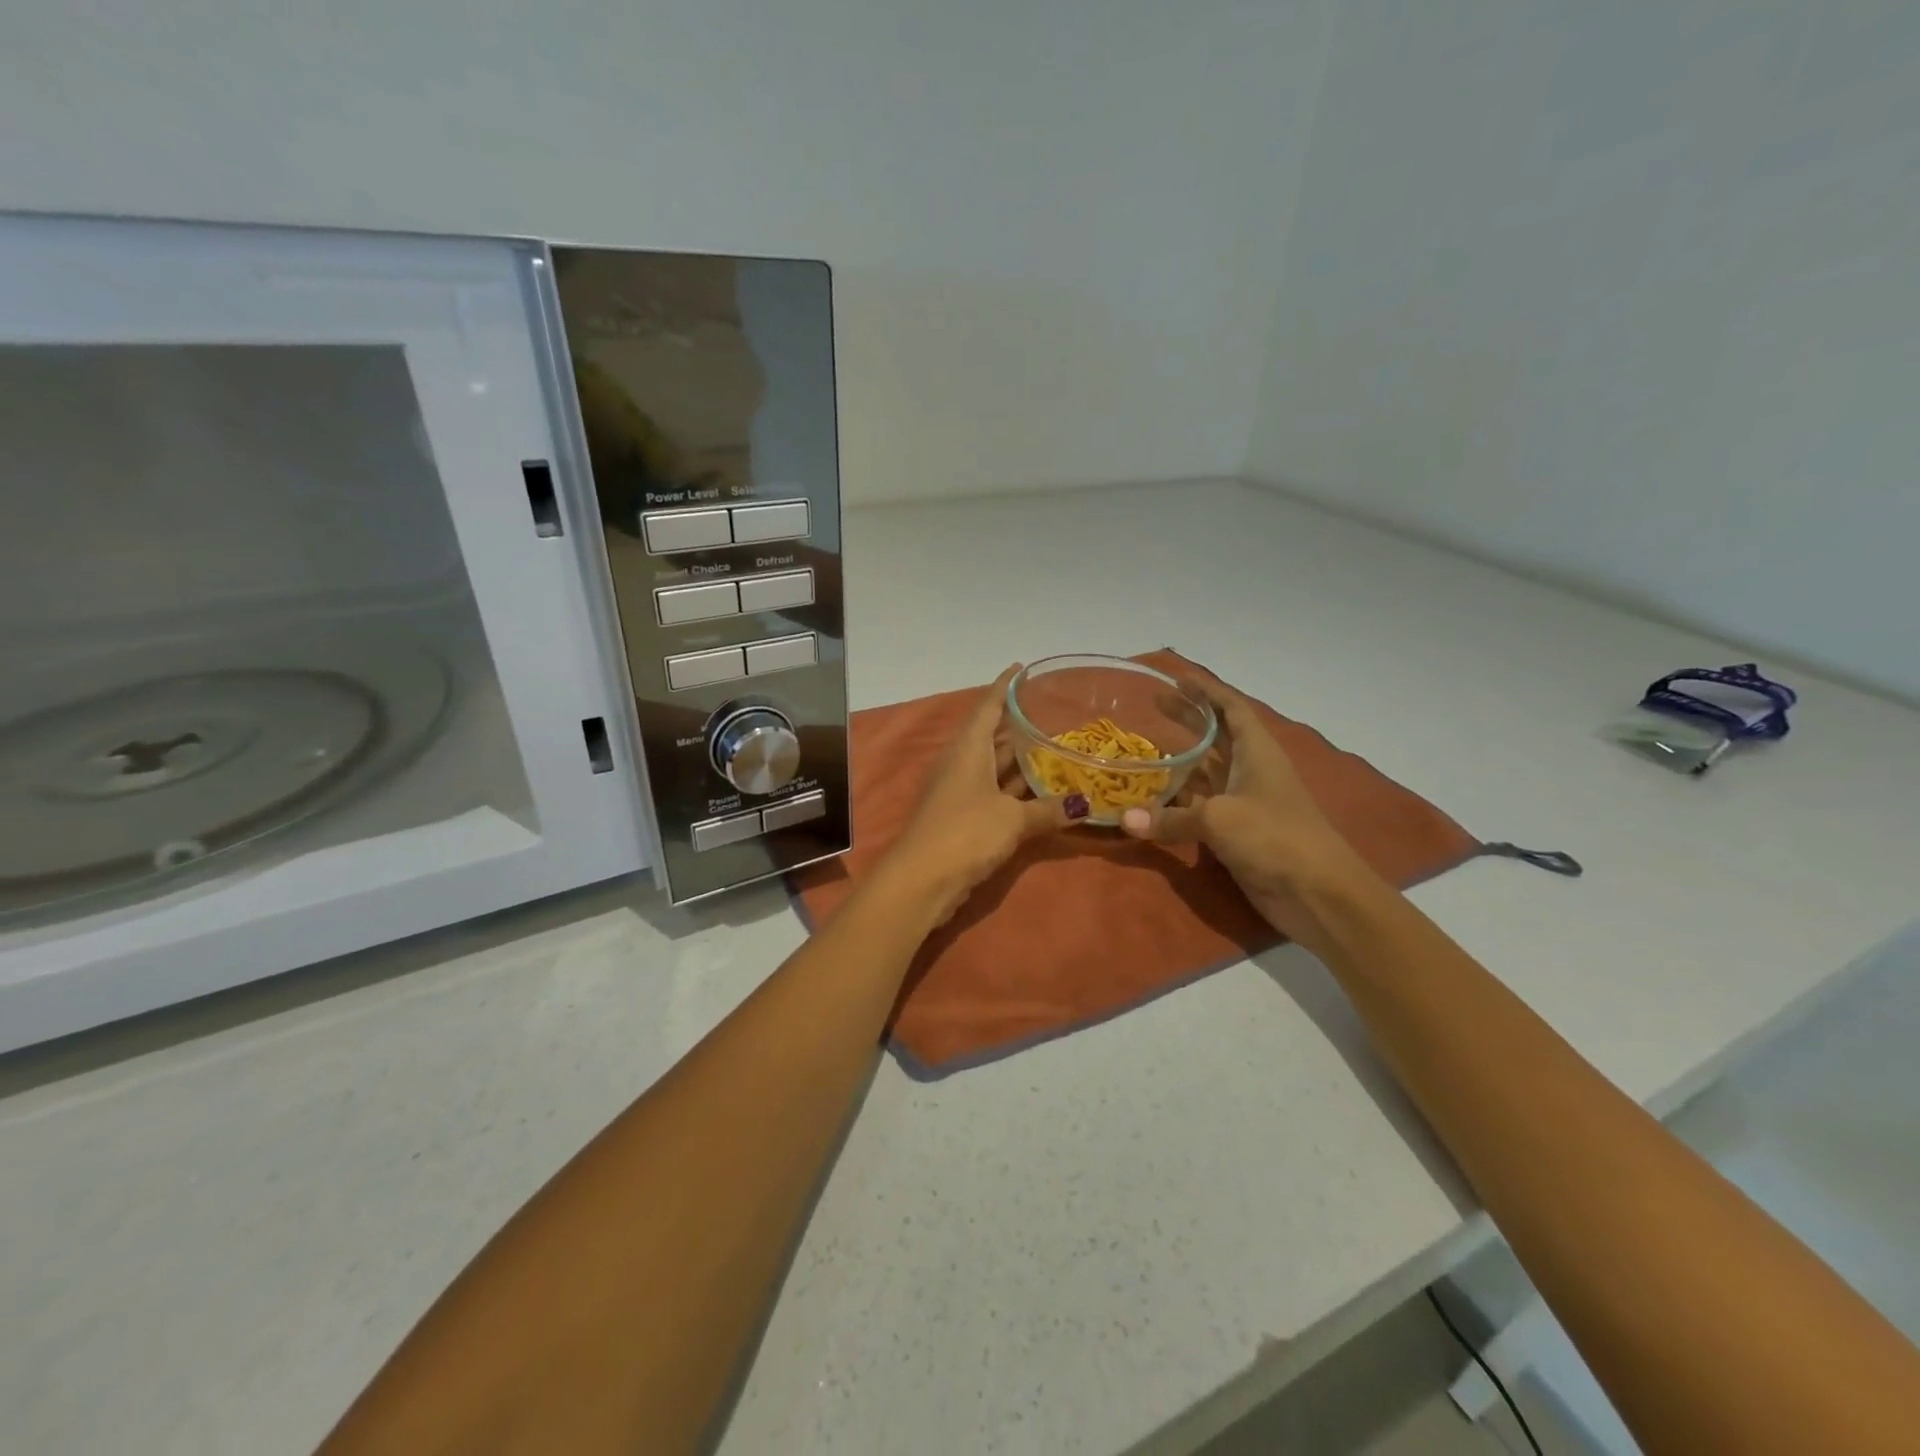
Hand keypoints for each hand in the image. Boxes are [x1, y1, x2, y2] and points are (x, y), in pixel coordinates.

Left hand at [886, 665, 1089, 921]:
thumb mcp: (1013, 819)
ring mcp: (959, 792)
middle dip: (1019, 725)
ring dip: (1020, 761)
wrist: (921, 881)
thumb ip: (1048, 809)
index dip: (1004, 686)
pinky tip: (1041, 792)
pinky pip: (994, 793)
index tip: (1021, 668)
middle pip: (992, 736)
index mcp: (968, 749)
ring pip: (995, 767)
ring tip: (1056, 749)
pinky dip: (1016, 790)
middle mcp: (961, 763)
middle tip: (1054, 714)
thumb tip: (1084, 804)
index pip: (987, 706)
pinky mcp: (962, 818)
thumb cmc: (965, 833)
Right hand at [1119, 678, 1372, 940]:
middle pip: (1216, 736)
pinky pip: (1200, 809)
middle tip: (1152, 706)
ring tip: (1143, 751)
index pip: (1232, 709)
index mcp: (1256, 752)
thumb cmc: (1275, 837)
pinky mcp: (1237, 833)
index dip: (1207, 691)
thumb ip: (1170, 818)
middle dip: (1187, 719)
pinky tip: (1151, 802)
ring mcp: (1244, 803)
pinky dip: (1177, 804)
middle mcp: (1250, 771)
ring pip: (1206, 774)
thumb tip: (1124, 819)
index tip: (1177, 678)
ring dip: (1179, 763)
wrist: (1318, 894)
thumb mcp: (1218, 819)